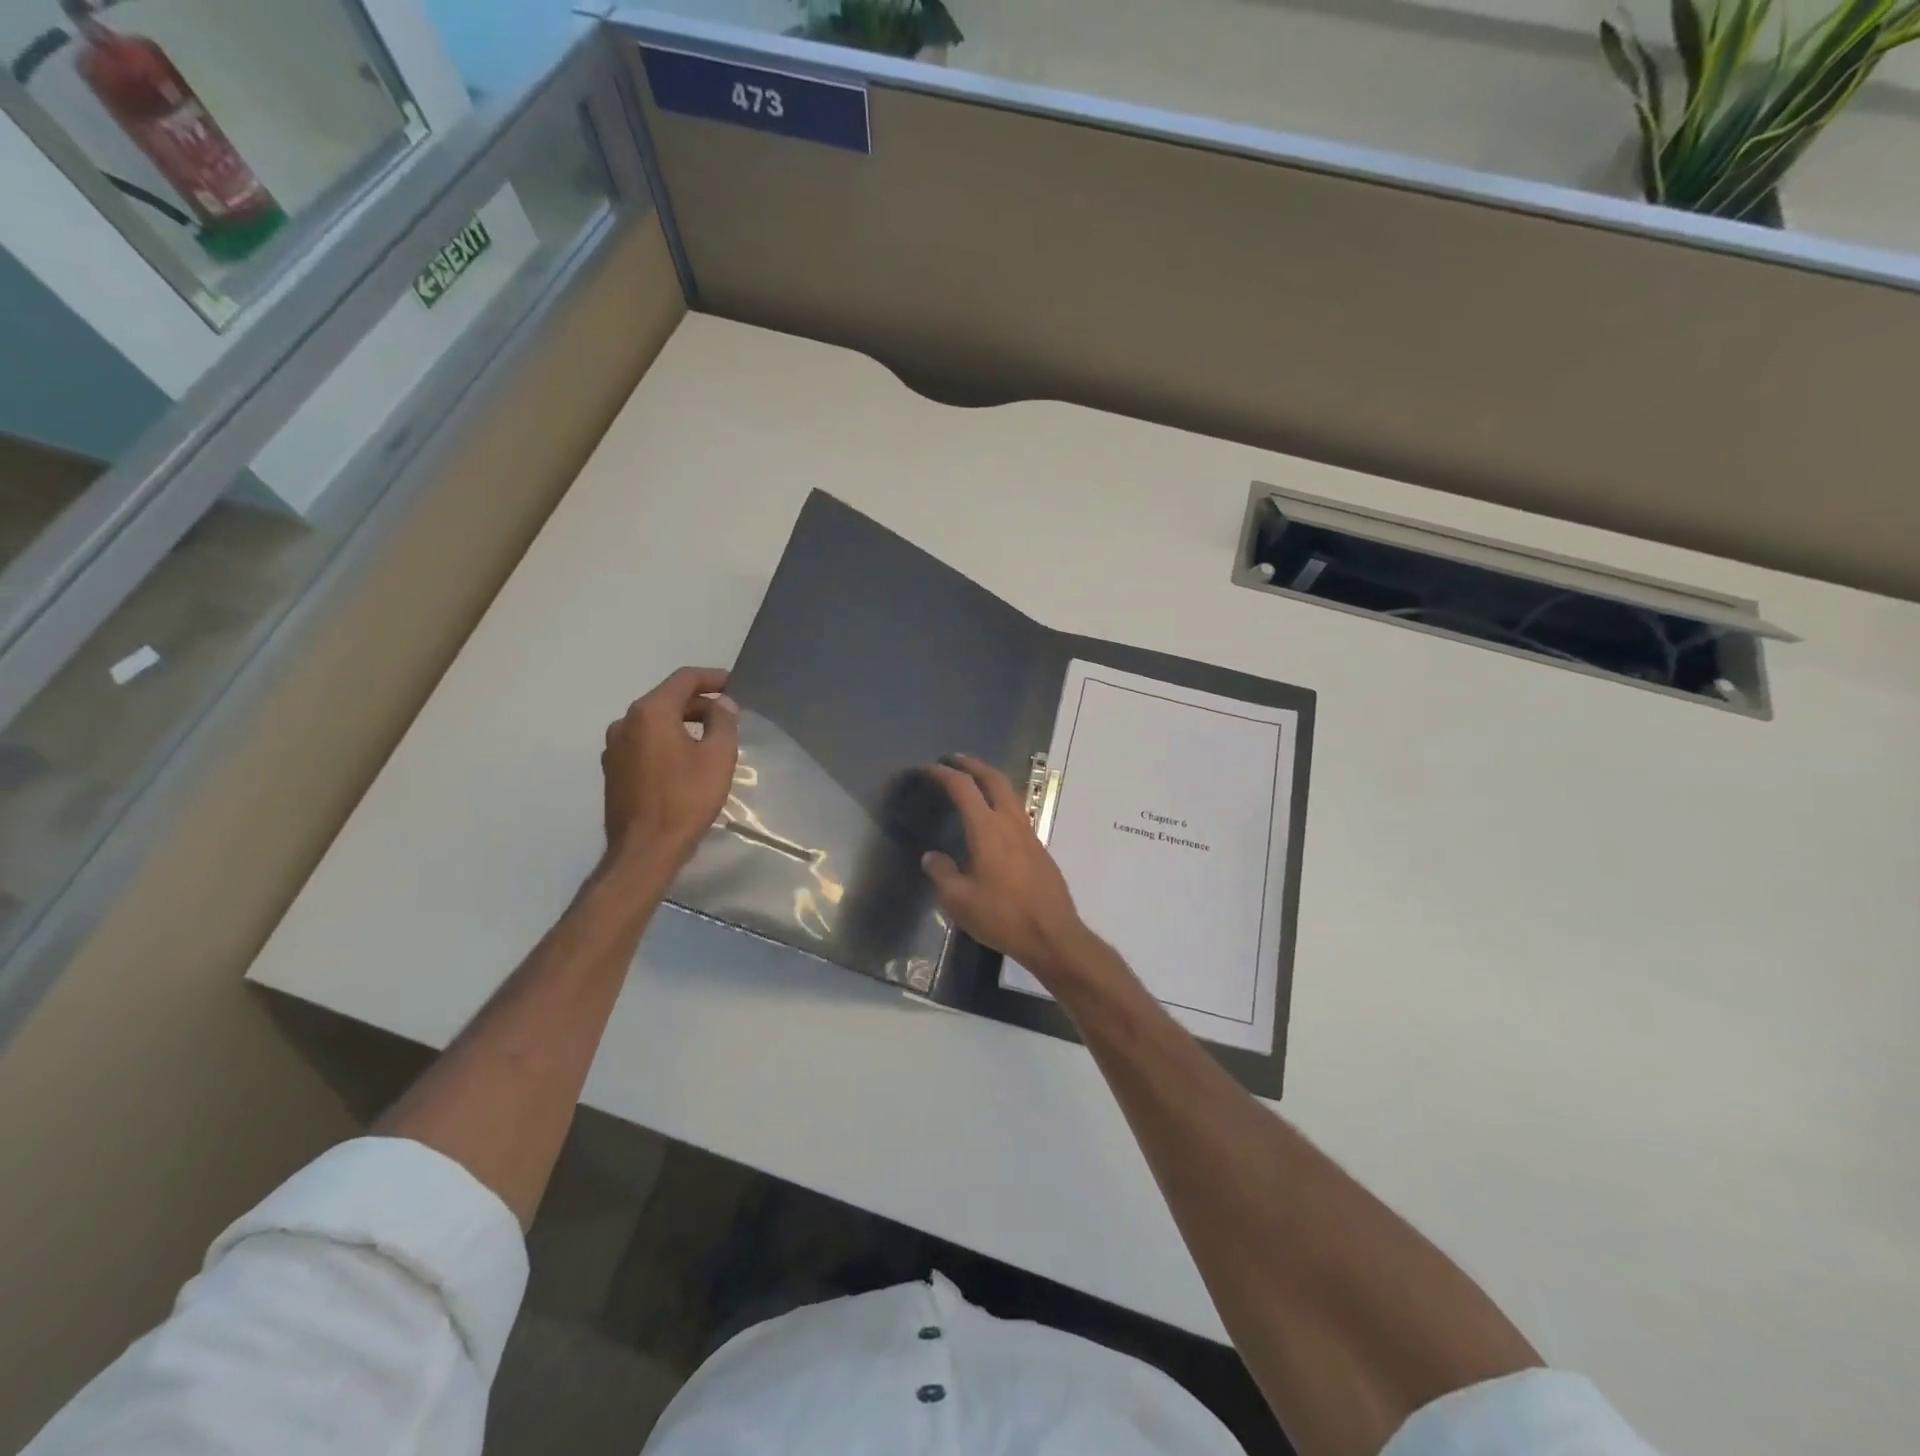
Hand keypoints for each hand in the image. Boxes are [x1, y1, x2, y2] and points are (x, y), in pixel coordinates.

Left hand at [601, 667, 738, 876]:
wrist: (645, 850)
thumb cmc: (686, 799)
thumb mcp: (718, 757)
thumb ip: (723, 722)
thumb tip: (721, 704)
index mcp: (650, 712)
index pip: (683, 679)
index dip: (712, 678)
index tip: (734, 685)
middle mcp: (625, 722)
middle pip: (666, 699)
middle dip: (699, 703)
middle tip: (728, 716)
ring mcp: (614, 747)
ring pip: (653, 722)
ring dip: (682, 723)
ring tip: (709, 739)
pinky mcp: (613, 770)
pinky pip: (644, 743)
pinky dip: (666, 741)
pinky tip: (685, 761)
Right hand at [921, 754, 1094, 981]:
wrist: (1052, 935)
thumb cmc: (1002, 916)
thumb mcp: (959, 900)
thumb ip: (942, 873)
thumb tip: (932, 856)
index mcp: (987, 829)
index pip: (963, 788)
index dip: (944, 774)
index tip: (928, 768)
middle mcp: (1010, 822)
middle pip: (994, 779)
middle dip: (972, 765)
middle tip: (954, 760)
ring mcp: (1029, 834)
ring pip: (1010, 793)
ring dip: (990, 780)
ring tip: (973, 782)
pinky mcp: (1039, 848)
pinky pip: (1018, 812)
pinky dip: (1001, 801)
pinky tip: (993, 819)